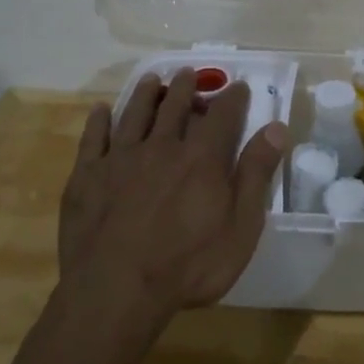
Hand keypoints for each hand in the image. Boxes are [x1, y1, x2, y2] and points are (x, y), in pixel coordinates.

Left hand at [60, 71, 287, 322]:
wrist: (115, 290)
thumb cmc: (187, 265)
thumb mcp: (240, 228)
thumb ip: (256, 175)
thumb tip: (276, 128)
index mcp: (201, 158)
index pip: (222, 115)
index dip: (233, 98)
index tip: (240, 86)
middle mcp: (161, 146)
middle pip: (175, 106)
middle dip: (186, 87)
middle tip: (190, 73)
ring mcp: (120, 158)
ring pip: (135, 114)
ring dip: (145, 93)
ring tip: (152, 79)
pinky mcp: (87, 175)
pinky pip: (93, 138)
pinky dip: (98, 120)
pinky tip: (100, 110)